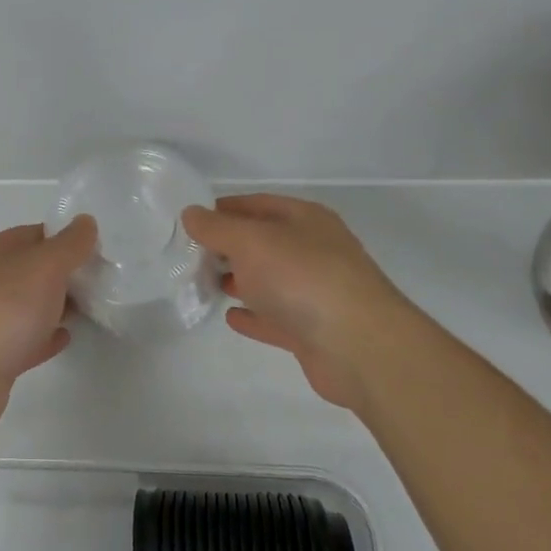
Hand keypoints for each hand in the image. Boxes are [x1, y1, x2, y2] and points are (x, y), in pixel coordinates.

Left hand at [0, 217, 97, 435]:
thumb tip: (85, 221)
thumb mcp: (44, 265)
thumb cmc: (3, 309)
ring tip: (88, 310)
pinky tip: (65, 338)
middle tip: (98, 283)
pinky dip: (44, 336)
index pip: (34, 234)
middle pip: (30, 270)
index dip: (66, 240)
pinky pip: (23, 339)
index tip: (97, 252)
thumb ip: (69, 244)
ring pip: (26, 305)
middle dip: (63, 275)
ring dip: (55, 305)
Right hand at [182, 194, 411, 411]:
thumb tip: (191, 213)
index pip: (257, 204)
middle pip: (263, 242)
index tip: (190, 221)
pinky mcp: (313, 330)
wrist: (359, 346)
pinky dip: (253, 315)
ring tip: (203, 283)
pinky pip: (275, 317)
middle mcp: (313, 250)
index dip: (223, 209)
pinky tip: (230, 316)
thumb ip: (217, 228)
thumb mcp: (251, 241)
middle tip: (190, 256)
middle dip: (227, 247)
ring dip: (239, 281)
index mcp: (305, 219)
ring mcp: (315, 292)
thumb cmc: (302, 278)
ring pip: (269, 280)